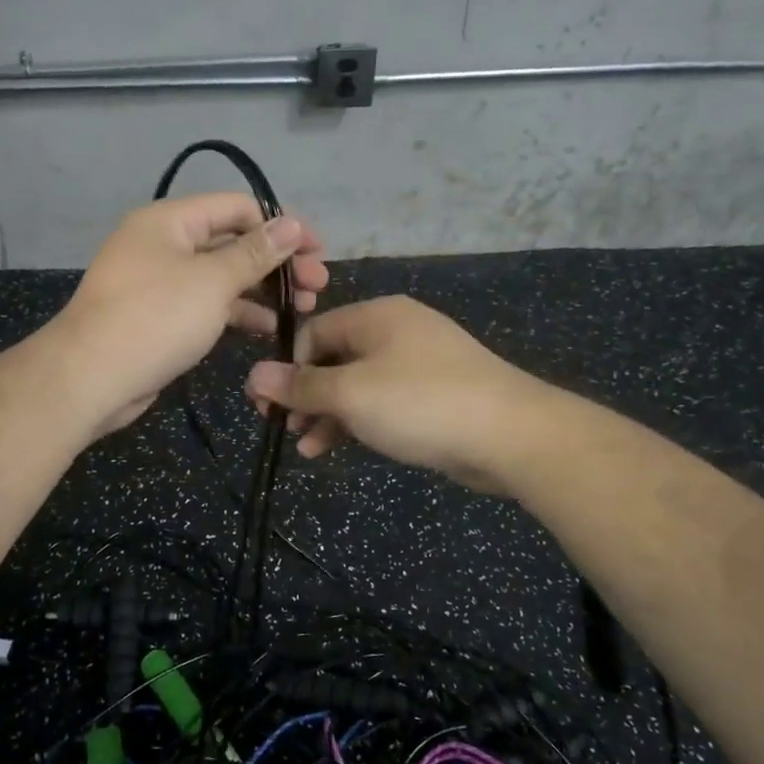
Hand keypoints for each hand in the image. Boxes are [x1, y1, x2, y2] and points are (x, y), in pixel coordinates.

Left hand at [51, 193, 327, 435]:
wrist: (91, 378)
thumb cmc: (155, 318)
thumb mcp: (212, 281)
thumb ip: (255, 252)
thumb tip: (292, 223)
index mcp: (170, 221)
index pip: (237, 207)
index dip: (280, 226)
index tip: (317, 252)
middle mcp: (164, 244)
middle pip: (232, 242)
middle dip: (277, 262)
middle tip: (317, 286)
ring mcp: (161, 282)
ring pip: (222, 276)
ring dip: (263, 289)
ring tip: (304, 308)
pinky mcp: (161, 316)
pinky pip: (207, 304)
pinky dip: (238, 312)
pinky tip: (271, 328)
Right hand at [244, 296, 553, 494]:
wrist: (510, 435)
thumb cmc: (420, 403)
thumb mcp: (350, 394)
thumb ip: (300, 386)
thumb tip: (253, 376)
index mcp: (376, 316)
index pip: (313, 333)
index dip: (286, 367)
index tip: (266, 404)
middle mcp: (396, 331)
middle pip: (334, 358)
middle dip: (305, 394)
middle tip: (281, 426)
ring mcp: (419, 363)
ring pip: (357, 384)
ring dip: (327, 413)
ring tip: (305, 447)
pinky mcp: (434, 394)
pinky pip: (383, 401)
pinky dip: (358, 421)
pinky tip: (337, 447)